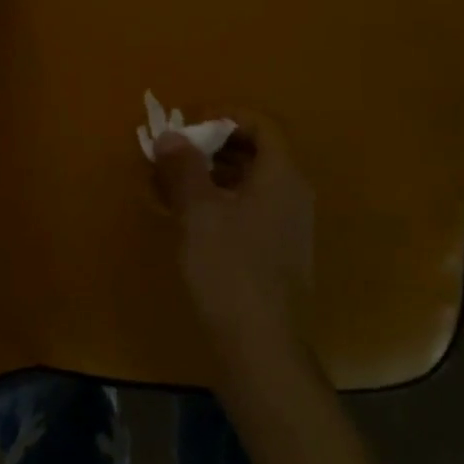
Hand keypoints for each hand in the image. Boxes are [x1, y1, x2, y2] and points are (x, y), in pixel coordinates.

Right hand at [153, 111, 314, 370]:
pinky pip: (250, 208)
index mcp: (282, 176)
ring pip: (250, 181)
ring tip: (173, 182)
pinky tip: (190, 217)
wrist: (261, 348)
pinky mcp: (278, 252)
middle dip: (213, 143)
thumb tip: (170, 135)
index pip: (261, 123)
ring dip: (213, 173)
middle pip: (256, 150)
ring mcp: (288, 226)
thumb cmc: (230, 270)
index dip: (224, 114)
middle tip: (175, 152)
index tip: (188, 123)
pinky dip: (220, 200)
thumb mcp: (199, 212)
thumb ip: (184, 167)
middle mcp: (293, 194)